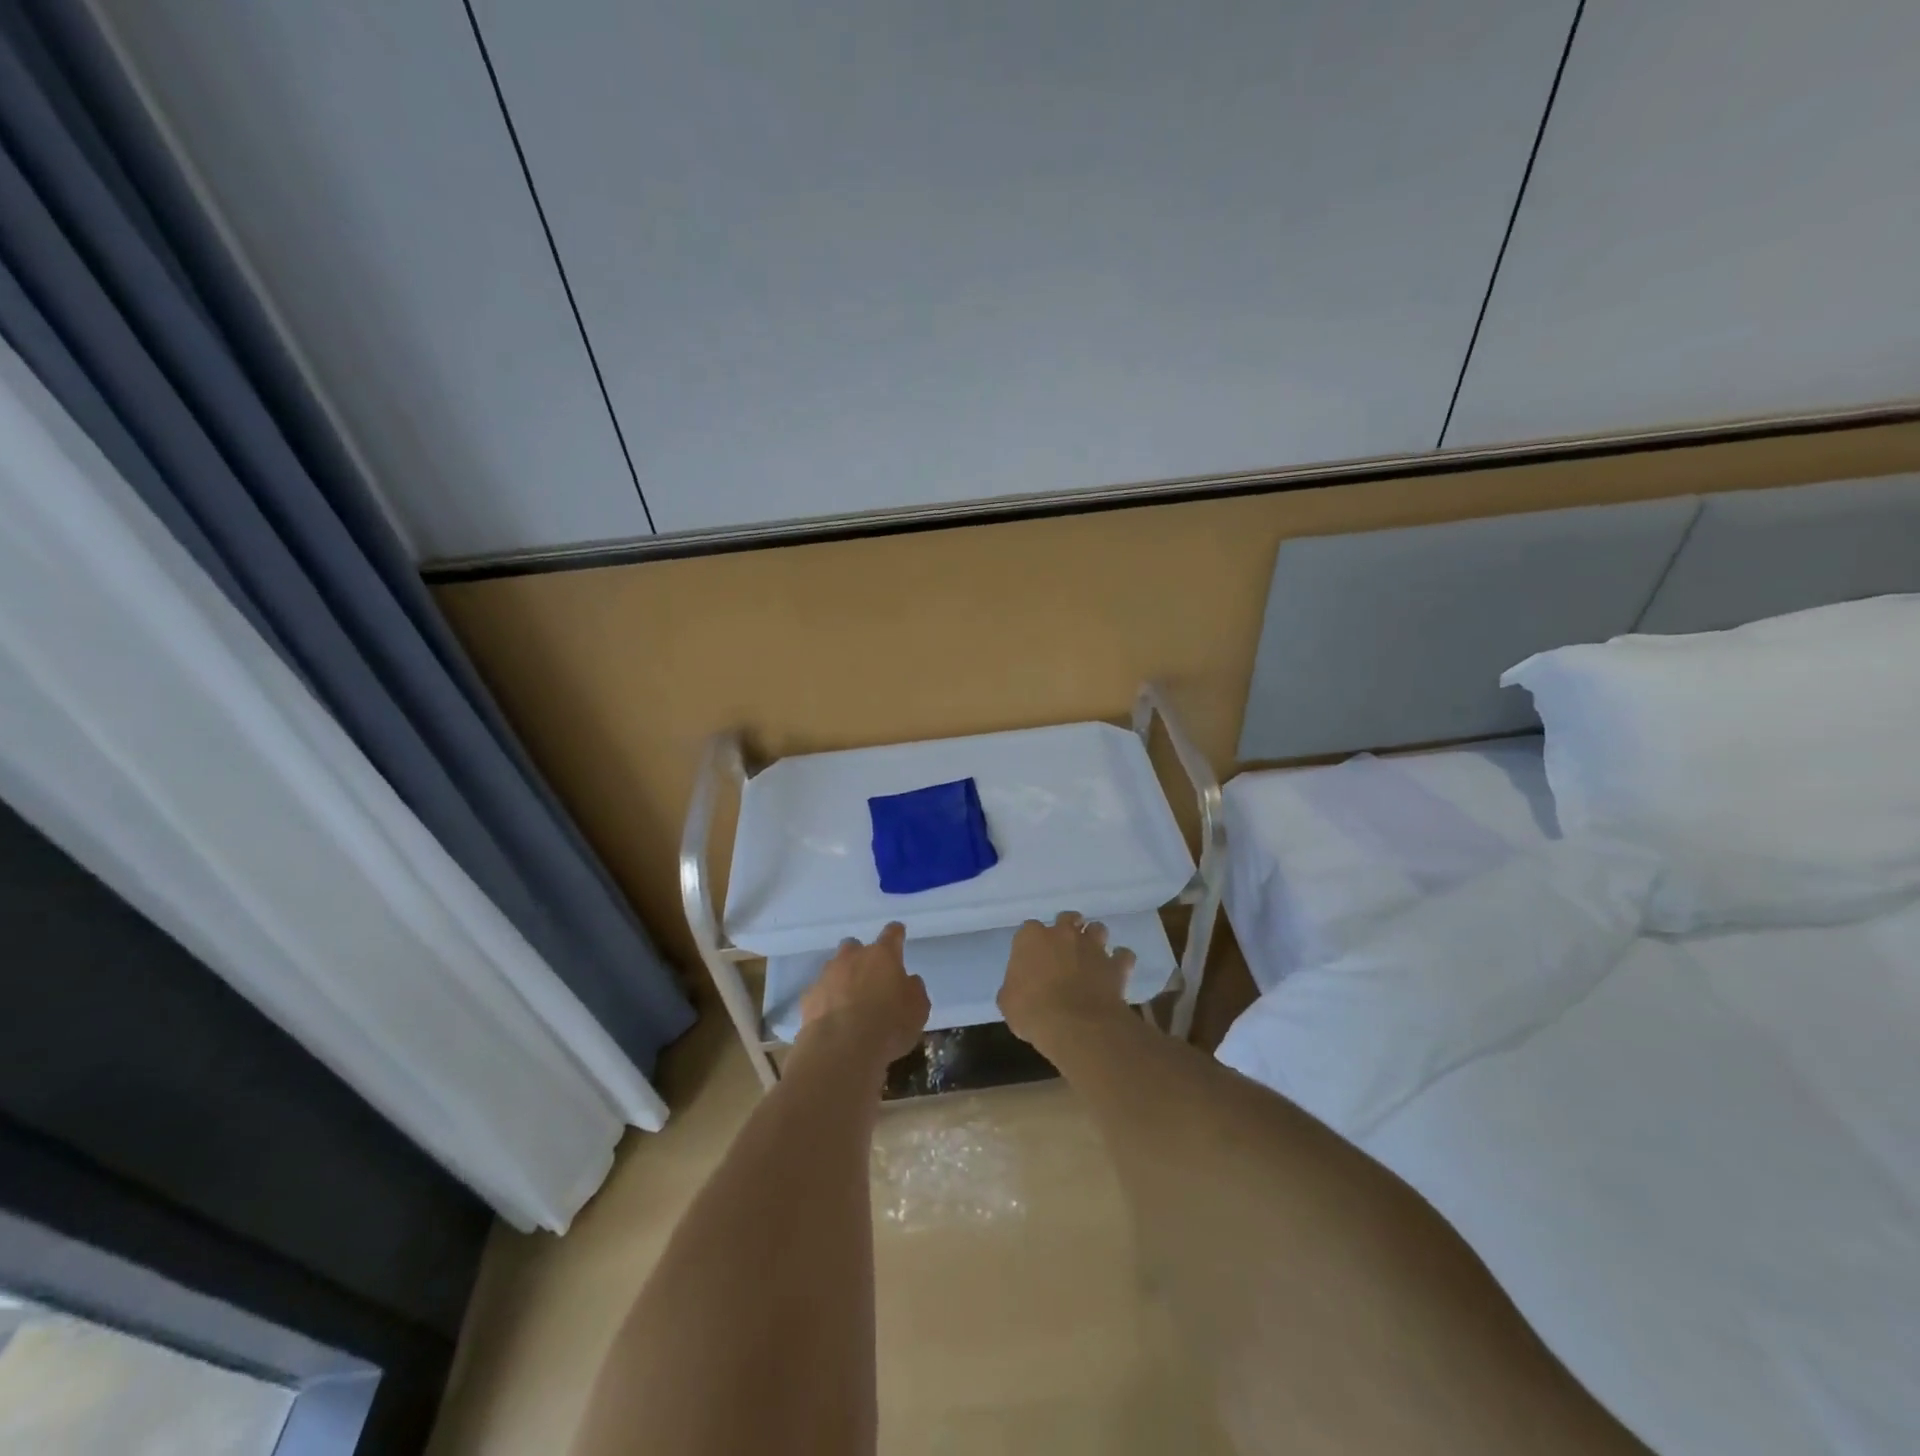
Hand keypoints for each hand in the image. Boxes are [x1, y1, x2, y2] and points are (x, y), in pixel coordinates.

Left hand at [797, 922, 929, 1068]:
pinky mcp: (808, 997)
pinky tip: (833, 1019)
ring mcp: (827, 975)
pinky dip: (826, 1000)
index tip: (899, 934)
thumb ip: (913, 989)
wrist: (841, 1050)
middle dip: (861, 957)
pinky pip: (820, 992)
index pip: (892, 933)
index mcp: (883, 955)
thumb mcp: (918, 1009)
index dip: (896, 934)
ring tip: (850, 1002)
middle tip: (870, 977)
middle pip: (855, 946)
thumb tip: (907, 980)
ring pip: (835, 967)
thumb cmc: (888, 1025)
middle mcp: (853, 957)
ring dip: (843, 978)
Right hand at [998, 912, 1136, 1051]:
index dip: (1031, 943)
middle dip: (1067, 928)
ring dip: (1094, 939)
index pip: (1029, 928)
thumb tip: (1018, 989)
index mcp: (1031, 938)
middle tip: (1064, 949)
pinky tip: (1116, 970)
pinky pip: (1123, 955)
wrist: (1075, 1025)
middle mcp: (1063, 934)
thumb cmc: (1032, 1011)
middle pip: (1067, 918)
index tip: (1032, 958)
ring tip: (1091, 955)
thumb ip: (1014, 987)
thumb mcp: (1008, 1002)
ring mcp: (1092, 946)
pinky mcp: (1115, 964)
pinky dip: (1120, 961)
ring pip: (1097, 928)